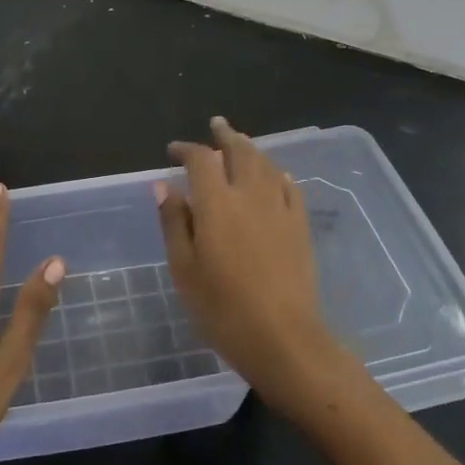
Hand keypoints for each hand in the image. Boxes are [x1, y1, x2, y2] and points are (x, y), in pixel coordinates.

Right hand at [156, 117, 356, 415]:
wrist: (283, 339)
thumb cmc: (223, 308)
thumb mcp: (184, 268)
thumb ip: (174, 222)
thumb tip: (164, 186)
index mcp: (217, 203)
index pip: (201, 160)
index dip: (186, 148)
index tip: (174, 150)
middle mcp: (250, 195)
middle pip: (240, 152)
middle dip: (226, 135)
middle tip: (216, 125)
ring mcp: (280, 209)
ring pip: (267, 165)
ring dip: (252, 149)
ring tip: (241, 144)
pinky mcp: (300, 227)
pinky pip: (289, 188)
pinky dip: (278, 175)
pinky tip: (275, 177)